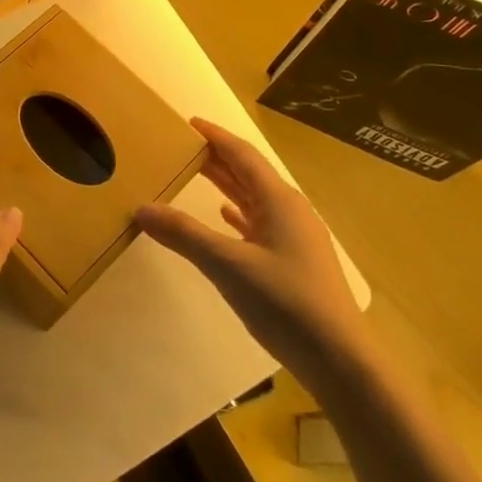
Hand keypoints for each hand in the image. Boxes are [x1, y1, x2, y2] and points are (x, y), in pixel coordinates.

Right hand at [135, 119, 362, 372]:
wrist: (339, 359)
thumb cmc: (285, 302)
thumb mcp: (228, 265)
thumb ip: (184, 235)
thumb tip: (143, 208)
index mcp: (278, 200)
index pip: (242, 155)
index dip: (215, 136)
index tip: (189, 122)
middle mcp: (289, 210)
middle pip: (248, 173)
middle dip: (216, 158)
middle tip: (181, 147)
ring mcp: (294, 237)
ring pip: (254, 199)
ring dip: (226, 184)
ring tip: (194, 174)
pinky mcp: (295, 261)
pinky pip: (260, 223)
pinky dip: (238, 214)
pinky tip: (225, 216)